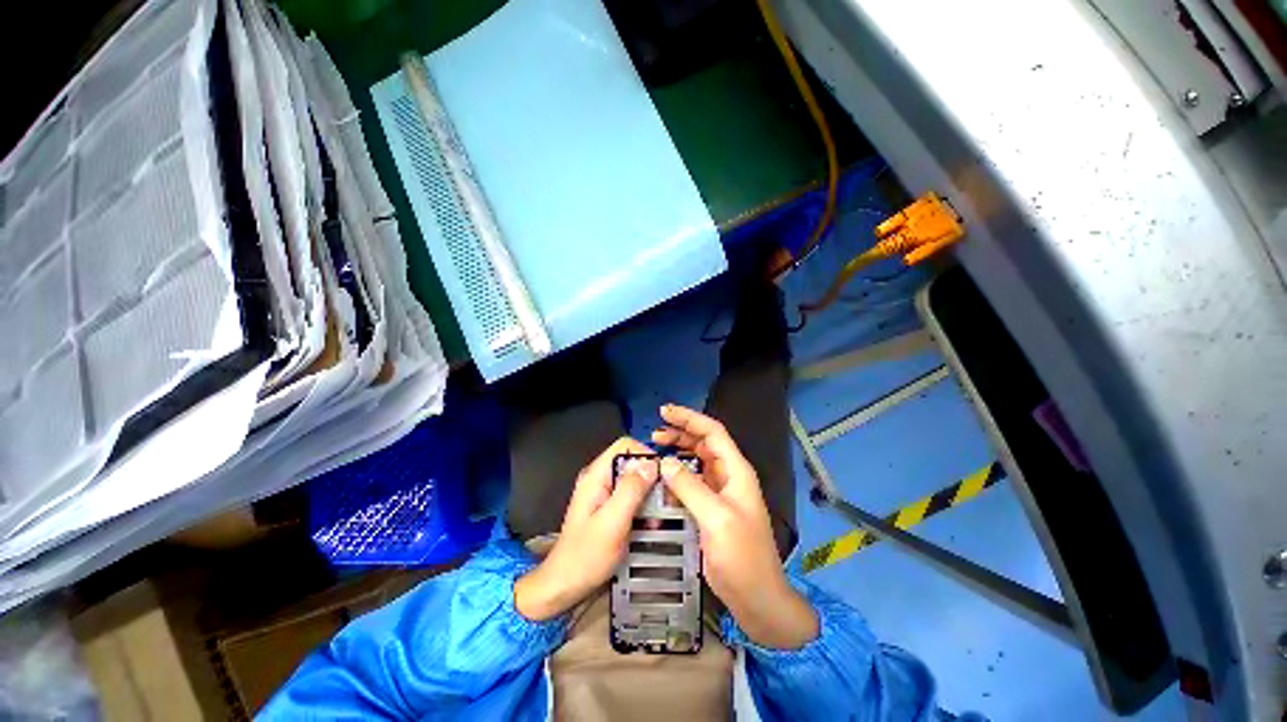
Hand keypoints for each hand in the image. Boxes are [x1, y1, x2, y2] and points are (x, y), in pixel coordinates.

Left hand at [515, 437, 655, 620]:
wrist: (564, 587)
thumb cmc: (585, 557)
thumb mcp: (612, 522)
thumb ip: (631, 490)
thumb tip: (652, 464)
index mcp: (596, 475)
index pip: (624, 446)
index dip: (645, 454)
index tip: (662, 476)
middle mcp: (600, 479)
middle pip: (632, 462)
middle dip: (651, 477)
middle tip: (667, 498)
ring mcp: (604, 494)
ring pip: (635, 479)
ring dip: (650, 494)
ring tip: (662, 514)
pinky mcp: (609, 508)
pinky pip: (632, 496)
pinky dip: (644, 506)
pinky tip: (651, 524)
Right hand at [653, 405, 817, 649]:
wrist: (757, 597)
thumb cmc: (742, 556)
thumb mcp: (716, 518)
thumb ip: (690, 487)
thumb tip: (665, 462)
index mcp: (736, 471)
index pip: (713, 432)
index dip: (689, 419)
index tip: (665, 412)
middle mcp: (729, 475)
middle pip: (704, 442)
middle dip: (681, 432)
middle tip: (654, 431)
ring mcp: (721, 492)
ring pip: (698, 460)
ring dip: (679, 449)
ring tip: (656, 446)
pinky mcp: (712, 507)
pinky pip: (693, 480)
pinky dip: (678, 472)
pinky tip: (664, 475)